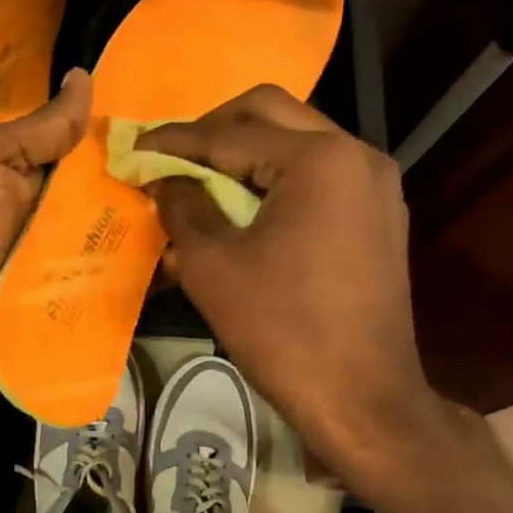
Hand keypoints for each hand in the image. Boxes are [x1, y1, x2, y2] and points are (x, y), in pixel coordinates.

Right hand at [142, 86, 461, 496]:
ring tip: (202, 182)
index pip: (230, 134)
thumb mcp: (212, 266)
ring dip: (245, 153)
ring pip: (297, 141)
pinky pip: (318, 175)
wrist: (363, 399)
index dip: (175, 141)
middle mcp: (356, 154)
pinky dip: (276, 179)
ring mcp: (375, 184)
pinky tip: (244, 209)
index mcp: (318, 159)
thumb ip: (182, 207)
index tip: (134, 149)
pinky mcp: (378, 215)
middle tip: (172, 158)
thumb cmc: (282, 330)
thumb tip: (164, 180)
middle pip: (270, 113)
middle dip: (213, 130)